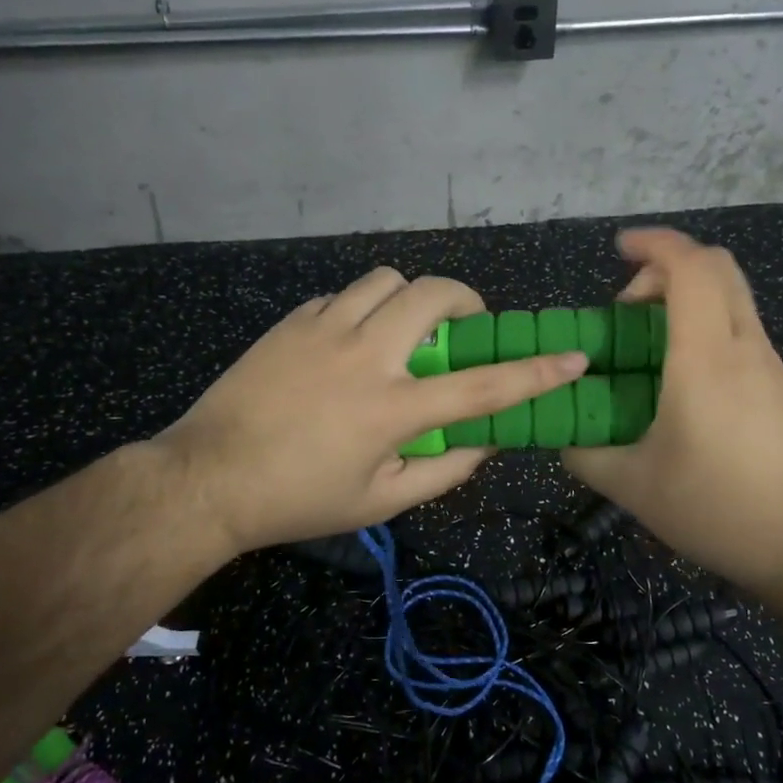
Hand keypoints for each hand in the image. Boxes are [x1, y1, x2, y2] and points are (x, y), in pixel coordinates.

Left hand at [158, 267, 587, 555]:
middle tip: (464, 328)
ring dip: (410, 297)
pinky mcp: (292, 321)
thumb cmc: (299, 499)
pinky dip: (362, 310)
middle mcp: (365, 354)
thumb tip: (485, 443)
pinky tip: (350, 343)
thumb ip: (444, 471)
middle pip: (433, 294)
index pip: (483, 386)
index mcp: (394, 408)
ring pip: (386, 279)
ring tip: (404, 330)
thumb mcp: (381, 502)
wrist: (208, 479)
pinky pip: (343, 296)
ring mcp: (323, 329)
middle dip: (466, 300)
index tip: (574, 357)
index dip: (536, 372)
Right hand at [562, 229, 782, 599]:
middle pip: (718, 269)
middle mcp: (745, 348)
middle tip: (628, 307)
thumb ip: (587, 456)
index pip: (690, 266)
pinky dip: (706, 336)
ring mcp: (773, 368)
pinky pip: (742, 338)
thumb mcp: (635, 488)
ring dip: (687, 306)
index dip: (654, 243)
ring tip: (647, 356)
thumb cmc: (722, 509)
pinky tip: (684, 393)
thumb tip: (563, 439)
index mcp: (705, 357)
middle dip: (668, 268)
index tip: (619, 248)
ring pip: (733, 302)